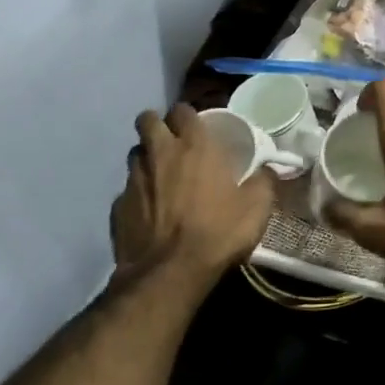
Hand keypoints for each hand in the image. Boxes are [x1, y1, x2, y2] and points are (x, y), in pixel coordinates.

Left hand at [111, 104, 275, 289]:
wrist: (169, 274)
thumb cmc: (218, 232)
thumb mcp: (257, 207)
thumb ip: (263, 181)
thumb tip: (267, 169)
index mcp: (194, 146)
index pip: (182, 110)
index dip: (188, 116)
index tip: (198, 128)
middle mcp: (159, 154)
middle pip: (147, 121)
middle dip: (158, 126)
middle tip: (174, 144)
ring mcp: (134, 179)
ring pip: (135, 154)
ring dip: (147, 159)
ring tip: (162, 177)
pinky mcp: (117, 206)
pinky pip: (127, 190)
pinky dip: (138, 194)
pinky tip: (150, 212)